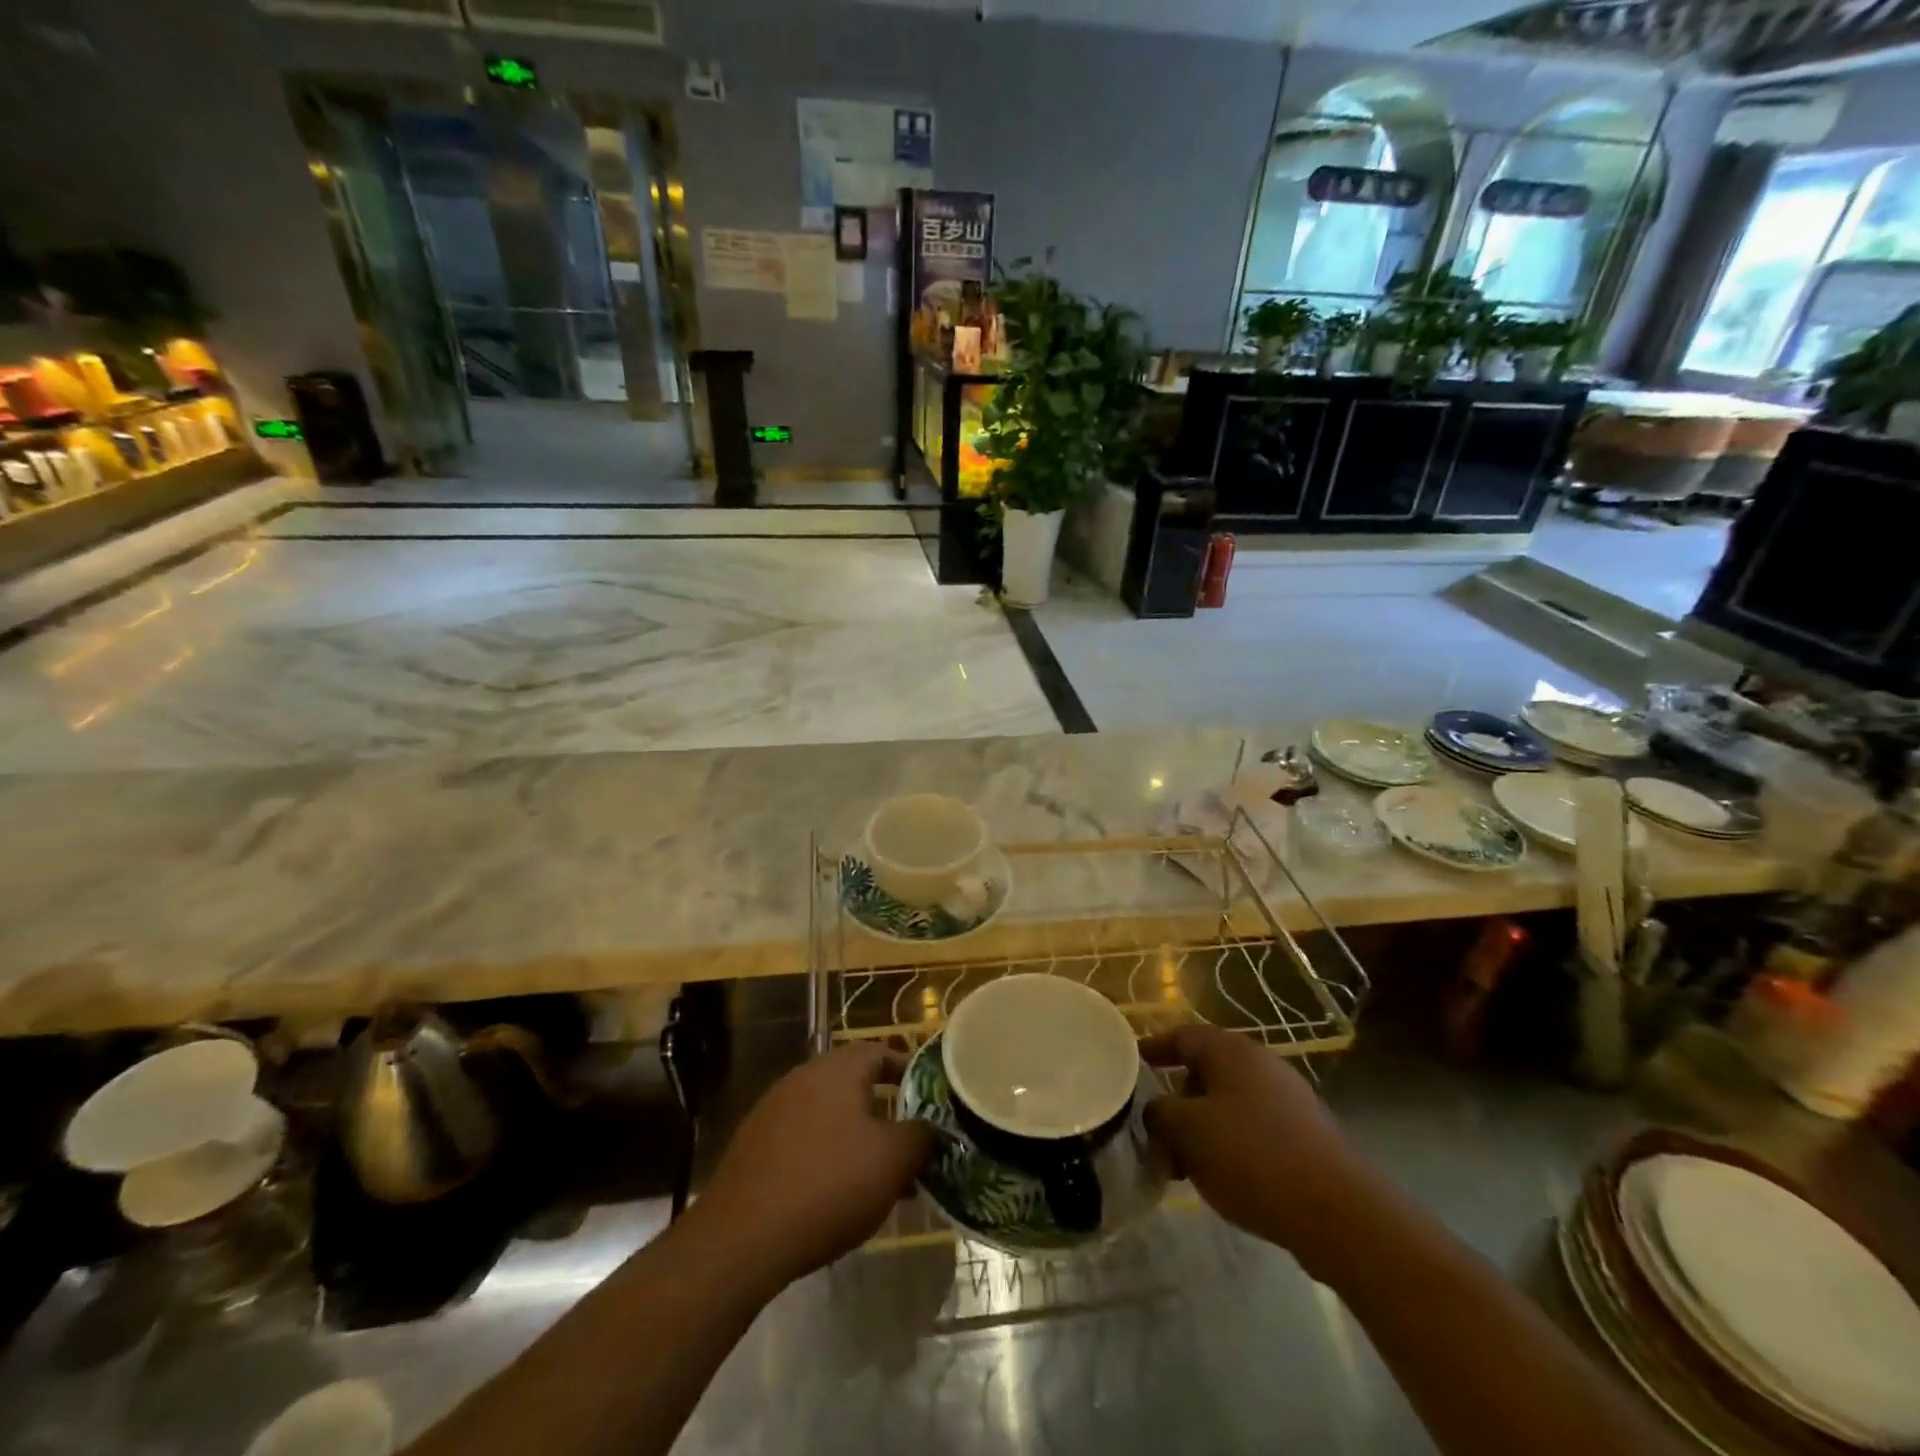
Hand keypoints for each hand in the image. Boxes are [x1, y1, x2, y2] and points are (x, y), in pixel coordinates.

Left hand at [695, 1043, 932, 1290]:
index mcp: (838, 1069)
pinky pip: (802, 1141)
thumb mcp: (893, 1160)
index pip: (881, 1053)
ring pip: (829, 1117)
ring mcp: (773, 1110)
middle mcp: (803, 1078)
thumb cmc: (829, 1184)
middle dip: (885, 1114)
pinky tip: (835, 1197)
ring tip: (878, 1182)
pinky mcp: (753, 1146)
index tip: (929, 1100)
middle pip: (854, 1085)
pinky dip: (825, 1158)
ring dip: (856, 1141)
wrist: (742, 1237)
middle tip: (908, 1147)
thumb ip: (920, 1136)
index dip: (909, 1073)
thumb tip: (928, 1128)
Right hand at [1142, 1024, 1370, 1276]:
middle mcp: (1261, 1063)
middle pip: (1206, 1070)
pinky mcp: (1306, 1134)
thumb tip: (1156, 1110)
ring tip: (1185, 1163)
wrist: (1338, 1212)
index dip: (1152, 1049)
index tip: (1129, 1066)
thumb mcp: (1188, 1131)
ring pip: (1230, 1103)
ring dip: (1203, 1126)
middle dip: (1177, 1096)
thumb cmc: (1252, 1156)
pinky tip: (1225, 1179)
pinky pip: (1254, 1128)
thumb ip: (1159, 1113)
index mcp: (1230, 1050)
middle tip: (1155, 1127)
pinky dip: (1231, 1144)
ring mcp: (1288, 1098)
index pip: (1181, 1036)